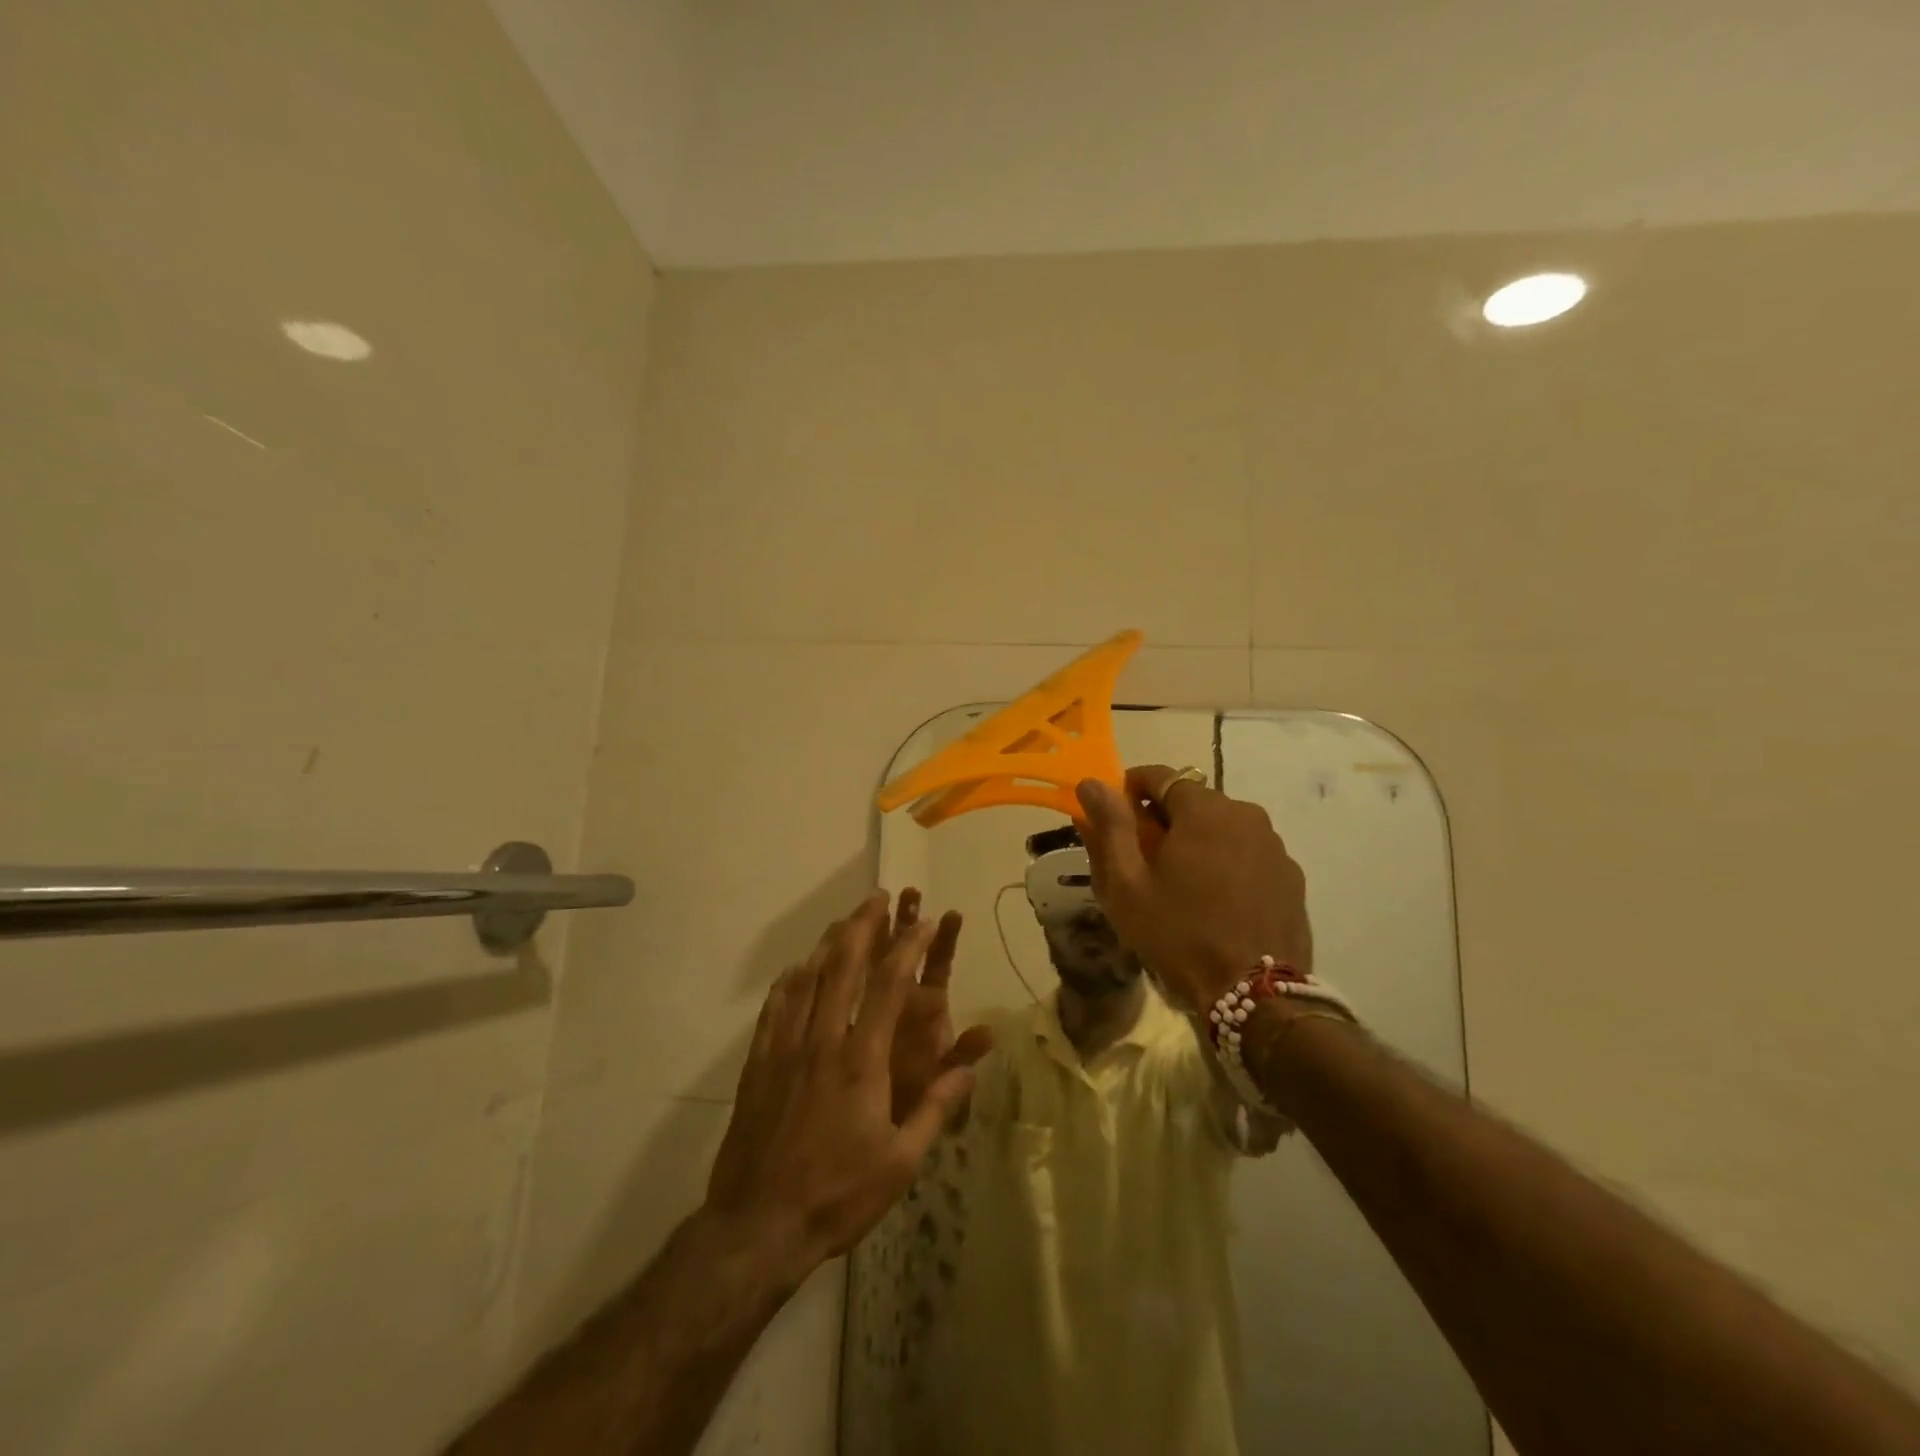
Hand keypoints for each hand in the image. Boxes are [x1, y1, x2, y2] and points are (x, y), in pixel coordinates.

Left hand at [704, 894, 991, 1286]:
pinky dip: (789, 981)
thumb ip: (935, 1107)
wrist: (757, 1227)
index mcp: (861, 1060)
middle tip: (877, 898)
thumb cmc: (837, 1195)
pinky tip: (795, 970)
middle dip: (862, 927)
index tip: (924, 922)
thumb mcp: (901, 1162)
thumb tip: (971, 1066)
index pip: (889, 987)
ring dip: (827, 944)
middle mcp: (822, 1041)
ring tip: (842, 921)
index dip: (908, 948)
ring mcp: (785, 1049)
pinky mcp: (758, 1065)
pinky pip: (774, 1009)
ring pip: (806, 980)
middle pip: (842, 967)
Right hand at [1075, 766, 1311, 1014]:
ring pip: (1223, 826)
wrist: (1255, 996)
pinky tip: (1215, 899)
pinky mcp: (1291, 876)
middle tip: (1143, 856)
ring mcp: (1274, 845)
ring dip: (1197, 839)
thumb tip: (1092, 783)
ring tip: (1181, 882)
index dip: (1131, 789)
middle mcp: (1246, 814)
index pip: (1160, 775)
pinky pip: (1248, 852)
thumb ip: (1110, 826)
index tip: (1116, 815)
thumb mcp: (1127, 884)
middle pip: (1194, 800)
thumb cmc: (1179, 934)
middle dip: (1164, 818)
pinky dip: (1226, 861)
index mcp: (1204, 810)